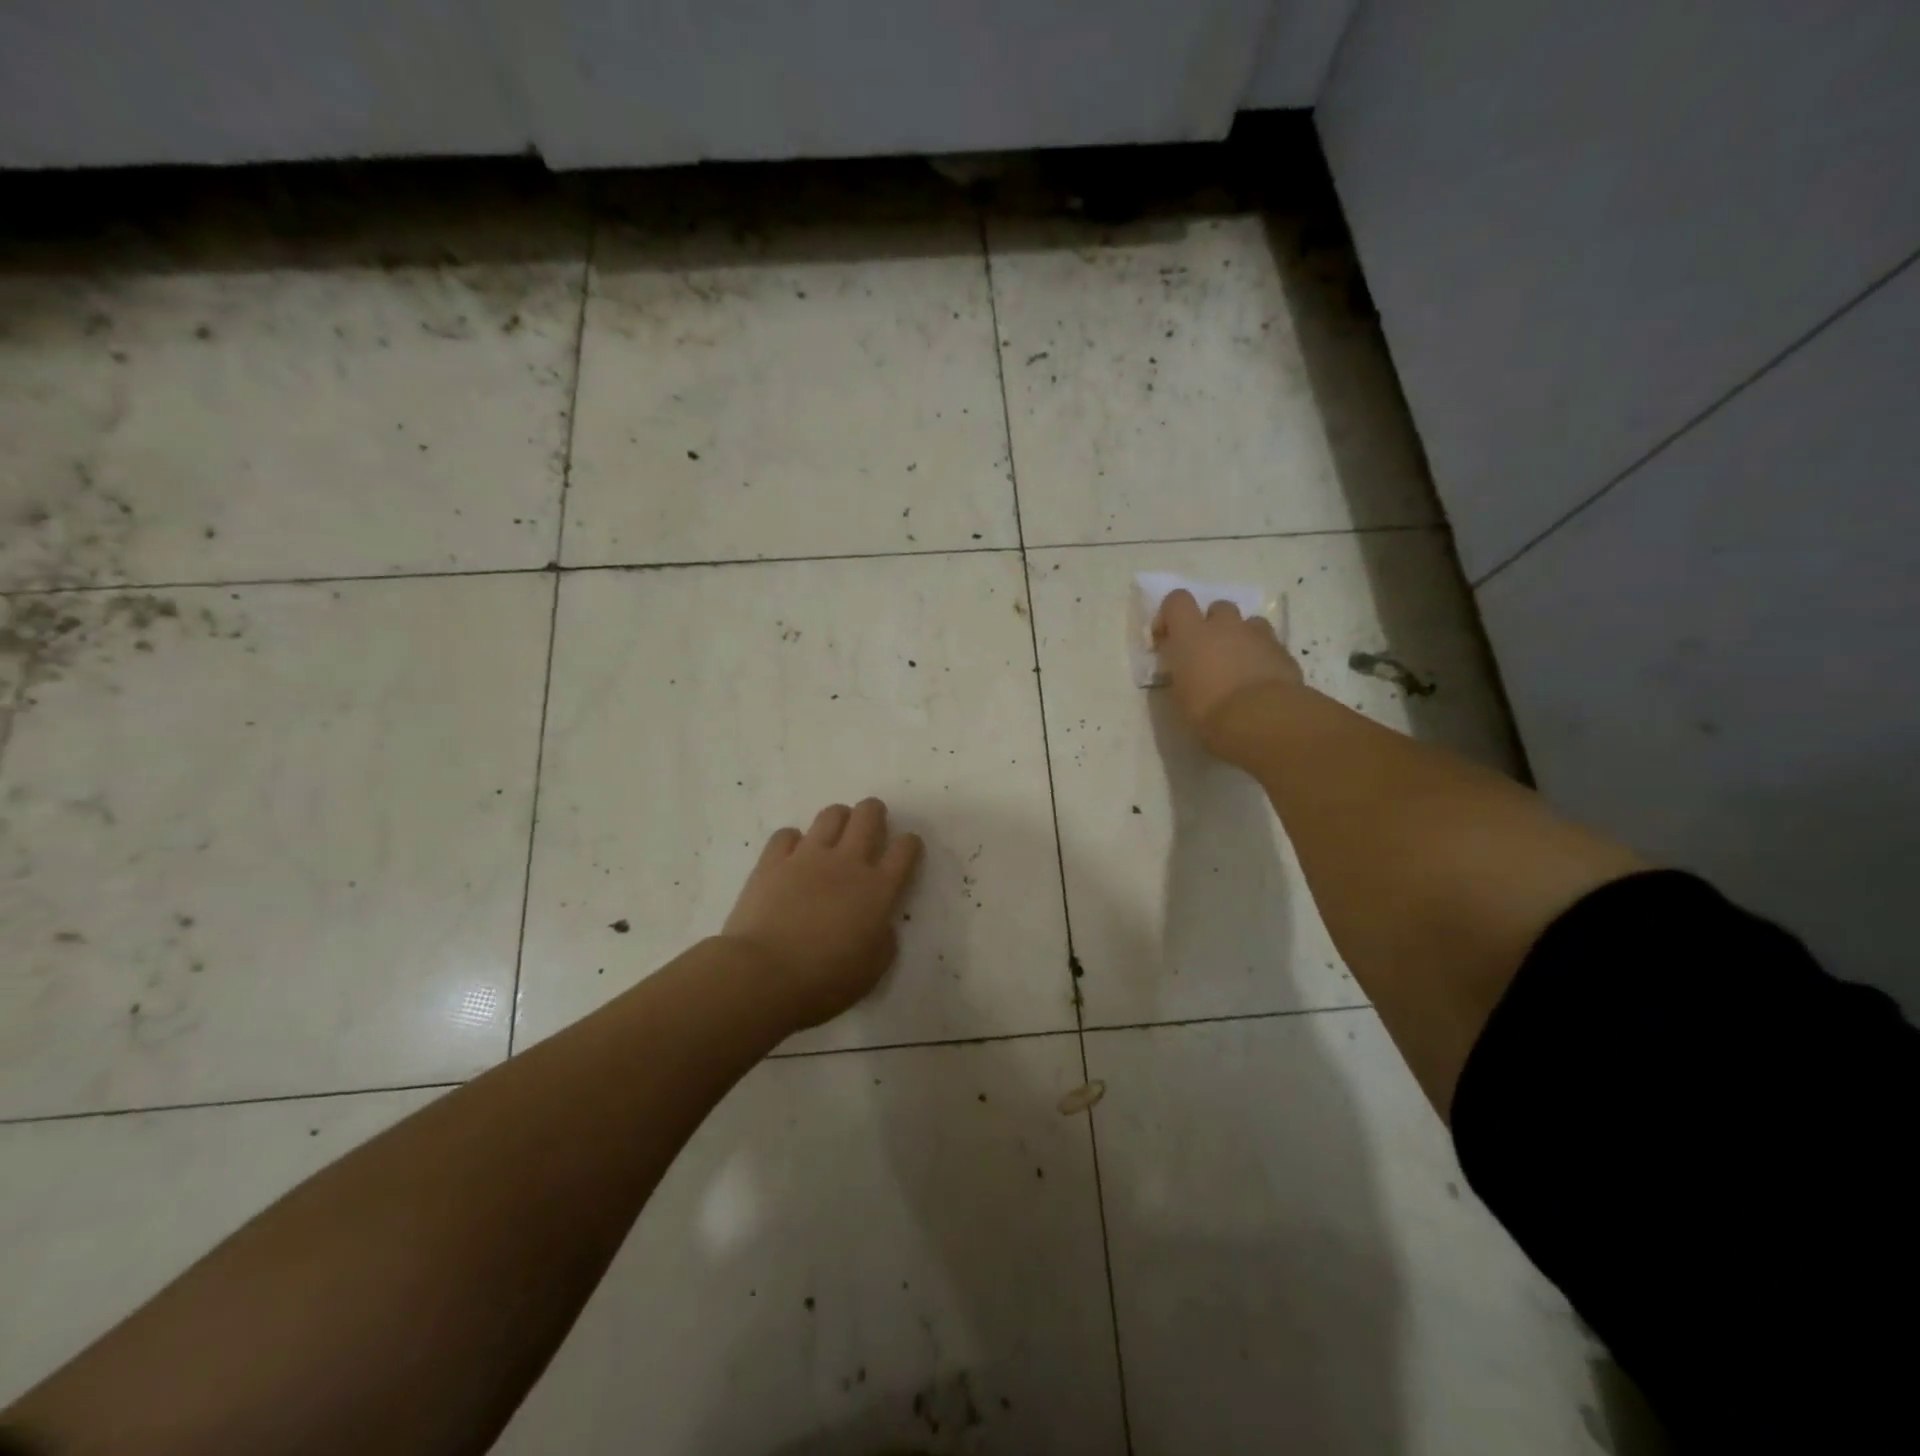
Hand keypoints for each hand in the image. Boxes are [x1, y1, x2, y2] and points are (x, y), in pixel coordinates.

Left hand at [721, 798, 923, 1029]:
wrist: (763, 976)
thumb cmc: (824, 982)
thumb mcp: (872, 970)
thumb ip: (883, 940)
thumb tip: (880, 925)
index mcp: (878, 889)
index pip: (905, 849)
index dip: (909, 844)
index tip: (906, 849)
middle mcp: (847, 863)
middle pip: (868, 816)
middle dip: (875, 813)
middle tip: (872, 825)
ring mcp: (807, 857)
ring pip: (831, 815)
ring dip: (839, 819)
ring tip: (835, 834)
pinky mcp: (773, 861)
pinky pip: (787, 834)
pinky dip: (794, 840)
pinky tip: (793, 854)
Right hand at [1152, 589, 1304, 756]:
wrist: (1262, 718)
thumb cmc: (1209, 710)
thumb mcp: (1180, 695)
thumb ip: (1180, 672)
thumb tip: (1184, 668)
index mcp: (1191, 633)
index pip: (1177, 600)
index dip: (1170, 615)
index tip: (1168, 639)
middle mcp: (1224, 625)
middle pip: (1217, 607)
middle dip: (1212, 625)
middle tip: (1208, 652)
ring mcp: (1257, 635)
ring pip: (1248, 623)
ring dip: (1240, 637)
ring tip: (1238, 664)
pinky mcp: (1283, 650)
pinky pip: (1269, 643)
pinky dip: (1262, 655)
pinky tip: (1259, 679)